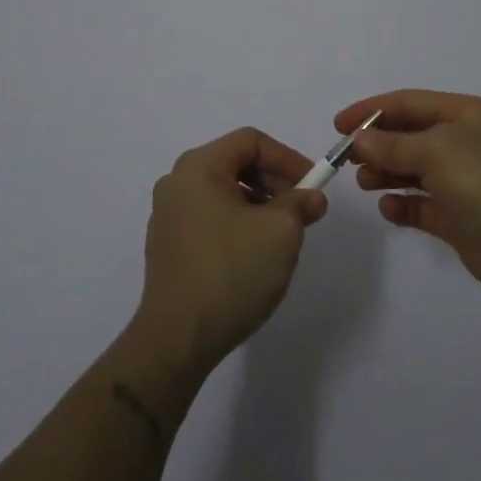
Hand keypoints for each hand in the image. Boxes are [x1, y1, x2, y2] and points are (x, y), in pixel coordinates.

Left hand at [134, 127, 327, 374]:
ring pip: (224, 192)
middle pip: (235, 163)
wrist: (177, 339)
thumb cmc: (231, 272)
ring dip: (259, 204)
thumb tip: (311, 198)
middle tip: (302, 211)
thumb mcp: (280, 232)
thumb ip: (300, 204)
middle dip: (275, 182)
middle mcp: (177, 182)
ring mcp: (168, 215)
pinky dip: (238, 223)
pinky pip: (210, 217)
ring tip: (282, 236)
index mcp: (198, 167)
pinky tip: (254, 254)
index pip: (251, 141)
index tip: (313, 185)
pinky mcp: (168, 246)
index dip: (287, 158)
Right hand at [339, 90, 480, 302]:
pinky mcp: (458, 216)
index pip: (409, 103)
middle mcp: (464, 142)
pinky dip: (402, 204)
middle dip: (377, 144)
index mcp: (465, 115)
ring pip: (412, 170)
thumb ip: (391, 145)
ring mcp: (462, 180)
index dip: (372, 110)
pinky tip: (389, 208)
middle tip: (347, 158)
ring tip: (364, 183)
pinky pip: (421, 204)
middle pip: (409, 135)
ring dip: (386, 173)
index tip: (339, 125)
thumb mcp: (434, 151)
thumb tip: (359, 139)